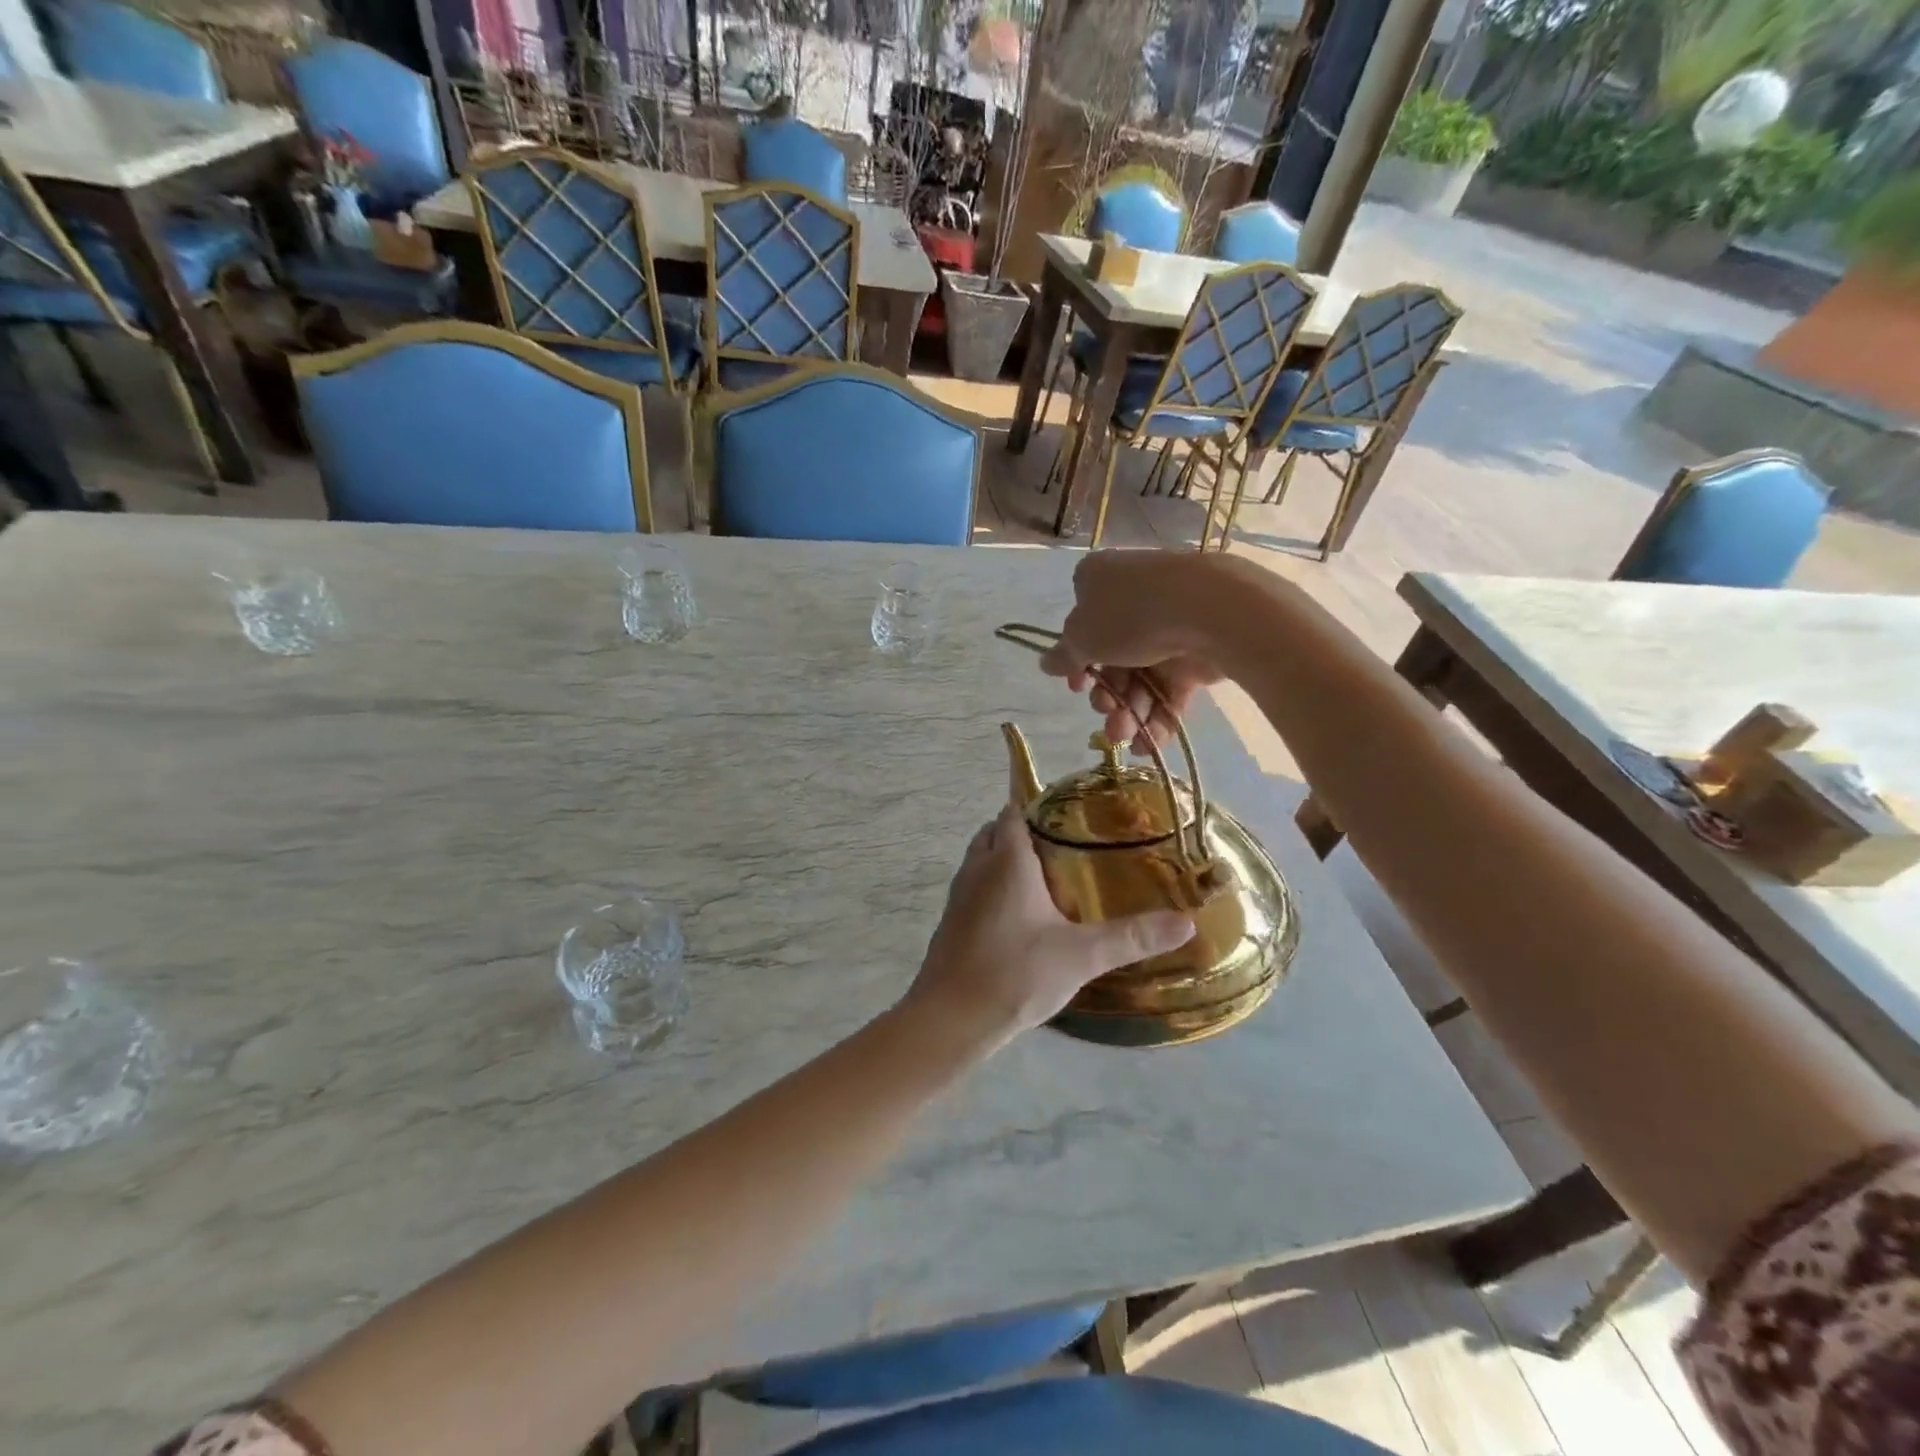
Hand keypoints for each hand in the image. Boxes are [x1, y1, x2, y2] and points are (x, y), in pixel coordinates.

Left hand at [903, 804, 1193, 1055]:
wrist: (950, 1019)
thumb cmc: (1015, 974)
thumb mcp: (1082, 955)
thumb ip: (1132, 937)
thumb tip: (1186, 921)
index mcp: (1006, 862)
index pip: (1015, 812)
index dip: (1038, 805)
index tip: (1071, 812)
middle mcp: (977, 869)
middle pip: (995, 832)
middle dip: (1024, 831)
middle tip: (1065, 845)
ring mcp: (959, 897)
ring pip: (982, 860)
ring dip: (1005, 859)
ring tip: (1047, 877)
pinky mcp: (951, 923)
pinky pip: (974, 888)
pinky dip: (994, 887)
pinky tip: (1021, 916)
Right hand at [1038, 551, 1229, 752]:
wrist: (1208, 611)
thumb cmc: (1130, 616)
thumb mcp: (1083, 637)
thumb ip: (1065, 655)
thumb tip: (1046, 663)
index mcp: (1100, 583)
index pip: (1081, 624)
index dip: (1078, 662)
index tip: (1076, 686)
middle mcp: (1133, 602)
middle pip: (1112, 658)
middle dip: (1106, 695)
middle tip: (1106, 712)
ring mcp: (1167, 627)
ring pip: (1141, 678)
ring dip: (1129, 712)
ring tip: (1126, 736)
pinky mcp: (1195, 654)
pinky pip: (1170, 690)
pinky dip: (1158, 717)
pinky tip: (1147, 744)